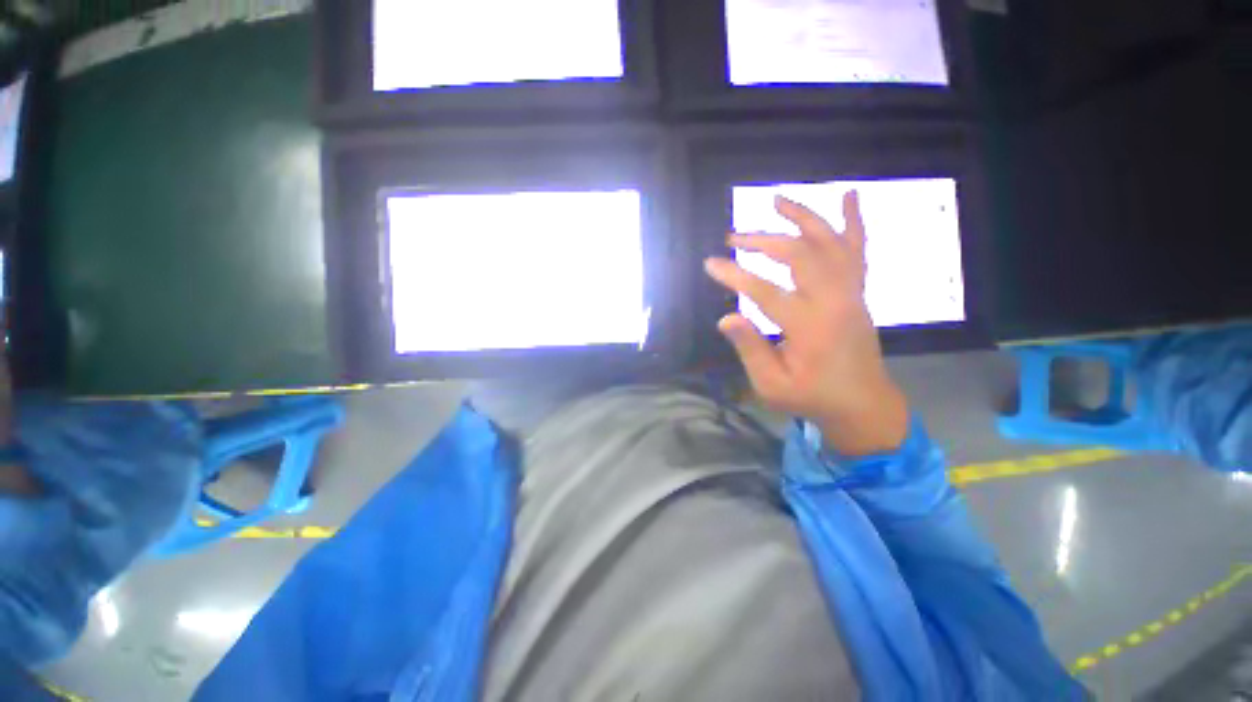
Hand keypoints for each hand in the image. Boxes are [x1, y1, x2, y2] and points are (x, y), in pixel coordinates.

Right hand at [704, 191, 908, 455]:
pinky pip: (858, 249)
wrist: (863, 404)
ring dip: (803, 217)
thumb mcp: (772, 385)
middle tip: (733, 237)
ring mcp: (851, 292)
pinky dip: (853, 221)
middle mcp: (834, 301)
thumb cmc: (813, 398)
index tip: (710, 263)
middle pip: (798, 255)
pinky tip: (849, 195)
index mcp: (810, 327)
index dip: (734, 274)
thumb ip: (750, 349)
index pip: (765, 290)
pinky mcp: (858, 292)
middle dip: (762, 241)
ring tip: (777, 199)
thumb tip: (725, 317)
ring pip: (829, 242)